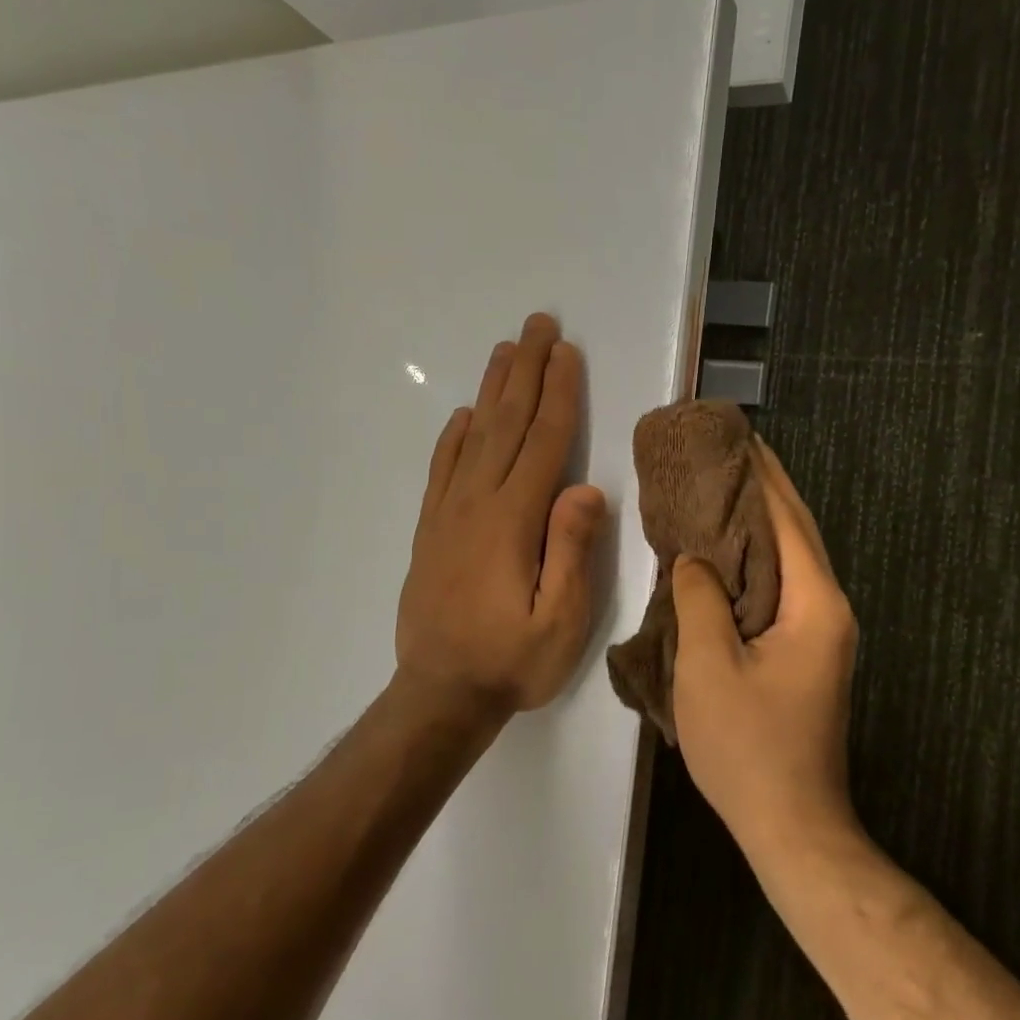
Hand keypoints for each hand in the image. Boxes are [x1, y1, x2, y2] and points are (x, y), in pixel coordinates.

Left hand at [395, 314, 606, 721]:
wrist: (439, 695)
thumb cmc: (510, 662)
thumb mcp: (560, 622)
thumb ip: (572, 551)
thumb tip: (587, 488)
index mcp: (513, 521)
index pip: (543, 443)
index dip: (558, 394)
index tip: (567, 352)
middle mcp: (478, 504)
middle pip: (507, 424)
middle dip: (526, 371)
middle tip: (538, 324)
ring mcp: (449, 514)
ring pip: (474, 437)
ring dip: (493, 390)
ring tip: (506, 351)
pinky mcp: (432, 530)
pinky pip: (443, 470)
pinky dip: (454, 436)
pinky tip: (465, 416)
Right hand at [671, 439, 859, 854]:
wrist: (791, 824)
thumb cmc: (749, 747)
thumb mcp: (709, 666)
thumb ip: (700, 599)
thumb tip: (694, 559)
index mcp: (815, 604)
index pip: (787, 520)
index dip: (762, 475)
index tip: (737, 436)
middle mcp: (828, 609)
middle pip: (796, 532)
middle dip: (766, 487)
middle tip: (728, 449)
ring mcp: (820, 633)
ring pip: (789, 559)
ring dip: (760, 521)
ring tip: (724, 486)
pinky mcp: (804, 652)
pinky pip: (780, 587)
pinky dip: (755, 558)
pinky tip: (726, 551)